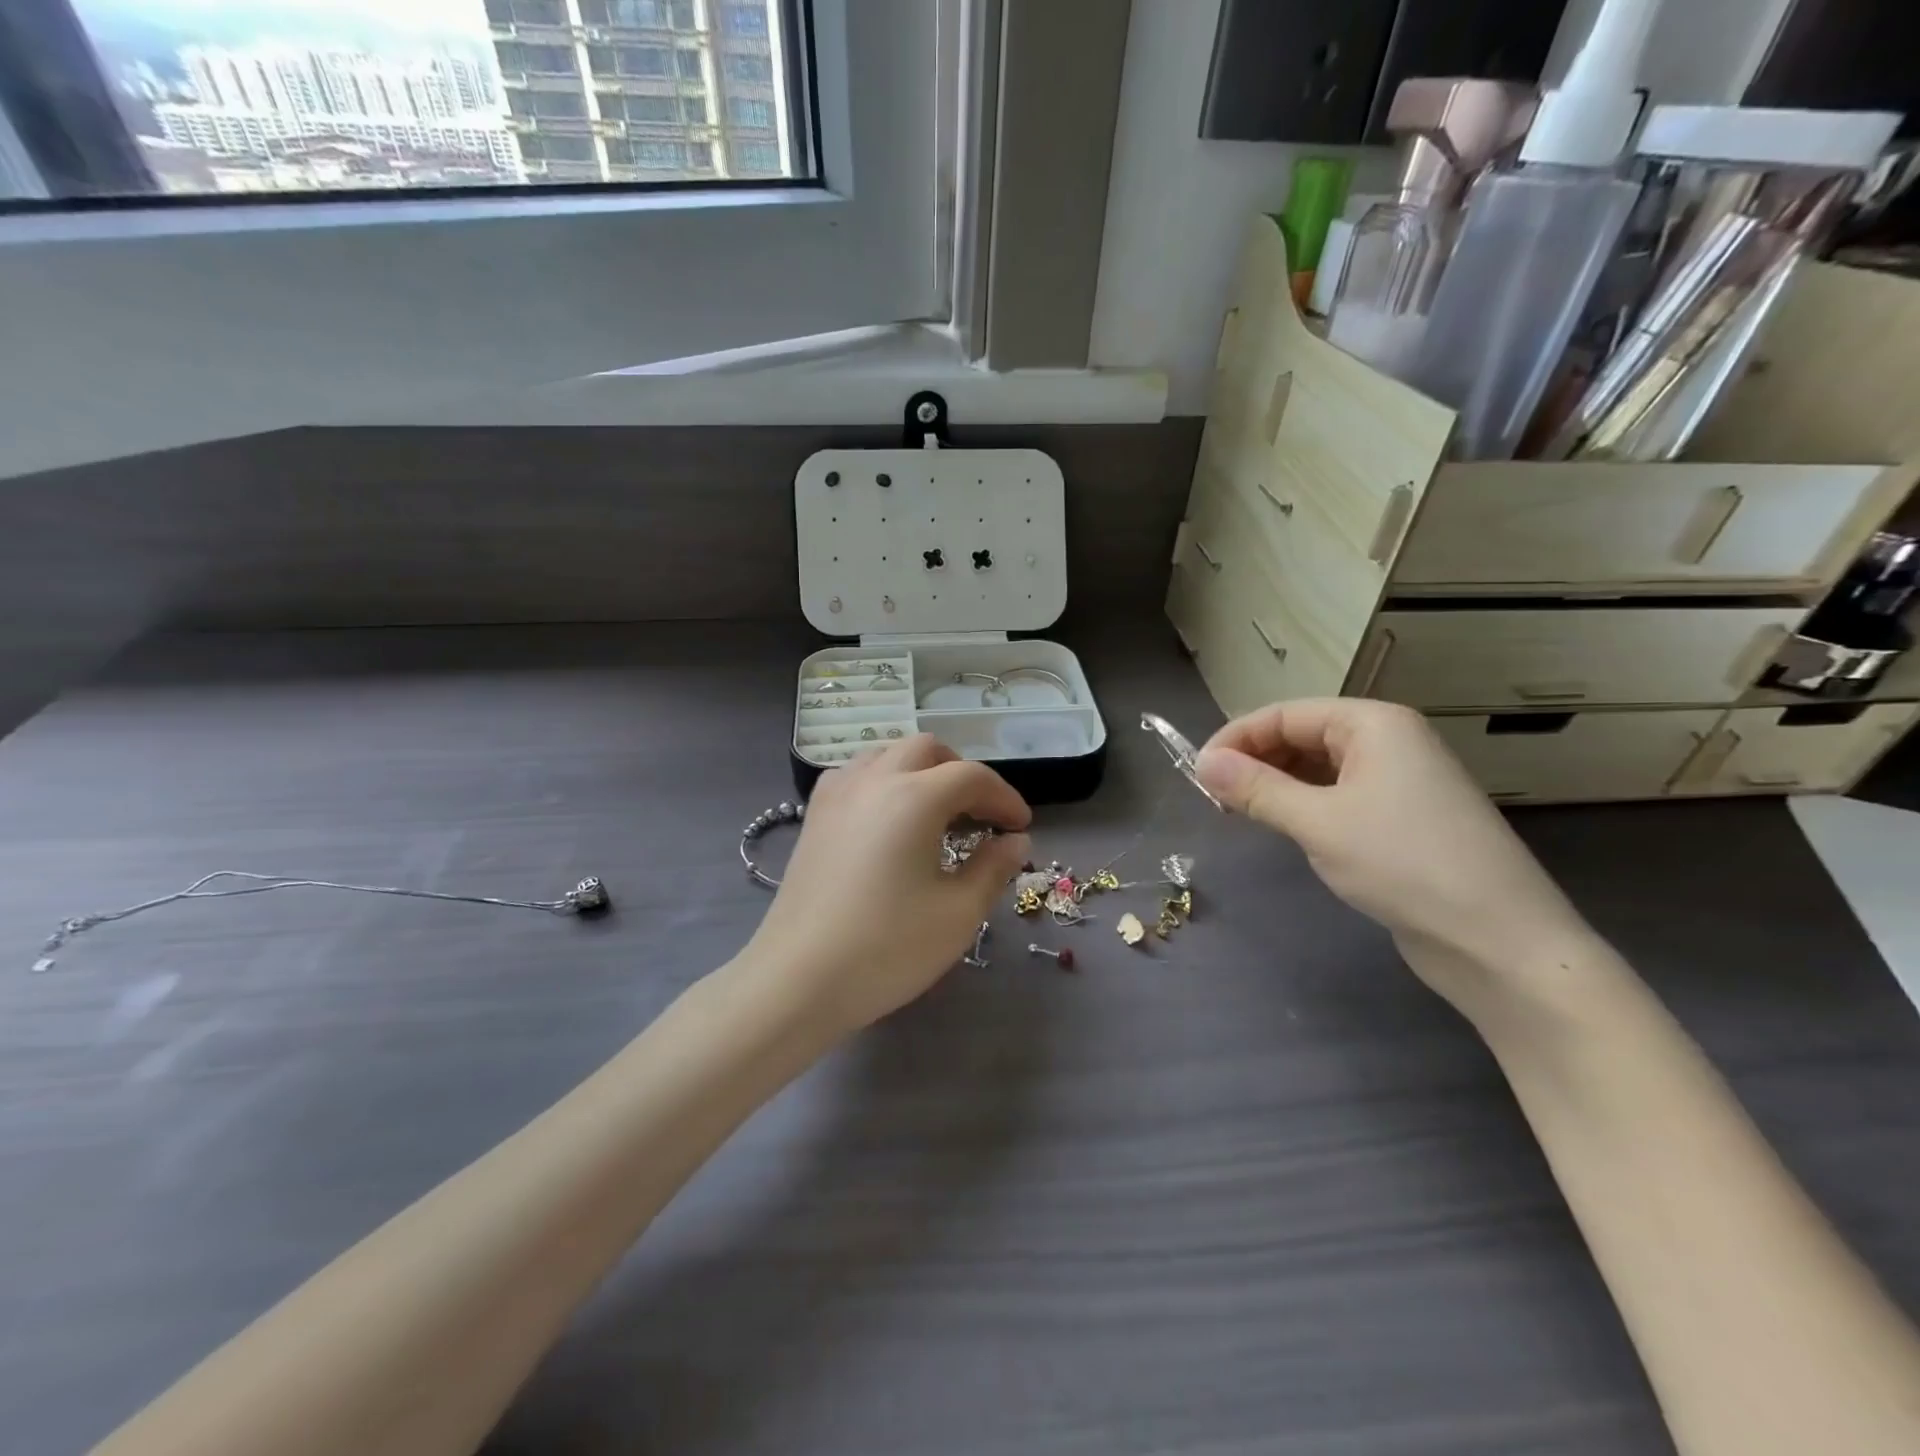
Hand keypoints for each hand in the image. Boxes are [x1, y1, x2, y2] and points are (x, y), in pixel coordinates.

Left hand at [741, 736, 1031, 1035]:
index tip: (1021, 827)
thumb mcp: (957, 913)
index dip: (1004, 798)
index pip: (972, 777)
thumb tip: (1015, 841)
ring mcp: (837, 794)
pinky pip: (856, 775)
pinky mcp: (814, 816)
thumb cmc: (886, 948)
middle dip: (962, 774)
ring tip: (937, 812)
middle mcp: (874, 780)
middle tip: (981, 815)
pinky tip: (889, 820)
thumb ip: (993, 868)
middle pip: (927, 750)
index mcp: (914, 797)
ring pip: (887, 754)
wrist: (798, 979)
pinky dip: (884, 781)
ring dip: (921, 771)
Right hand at [1195, 700, 1596, 1010]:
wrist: (1500, 942)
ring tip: (1239, 814)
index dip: (1235, 739)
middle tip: (1213, 799)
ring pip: (1317, 768)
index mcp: (1373, 724)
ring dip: (1275, 785)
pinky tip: (1283, 826)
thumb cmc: (1405, 865)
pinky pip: (1337, 796)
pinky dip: (1303, 805)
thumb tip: (1203, 763)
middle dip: (1254, 761)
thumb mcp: (1318, 822)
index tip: (1196, 775)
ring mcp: (1399, 781)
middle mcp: (1388, 741)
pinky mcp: (1401, 819)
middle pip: (1301, 736)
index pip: (1285, 714)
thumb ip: (1256, 789)